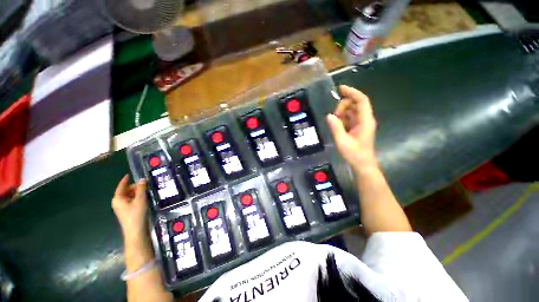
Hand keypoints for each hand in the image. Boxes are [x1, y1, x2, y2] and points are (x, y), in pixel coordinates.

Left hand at [112, 175, 148, 243]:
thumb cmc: (136, 214)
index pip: (121, 186)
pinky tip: (146, 198)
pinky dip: (138, 198)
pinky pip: (132, 201)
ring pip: (130, 196)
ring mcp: (122, 208)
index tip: (130, 174)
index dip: (126, 180)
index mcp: (118, 198)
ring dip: (138, 193)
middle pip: (126, 191)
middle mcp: (118, 202)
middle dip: (135, 187)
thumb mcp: (140, 199)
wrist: (136, 231)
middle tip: (146, 184)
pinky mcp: (128, 212)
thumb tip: (142, 179)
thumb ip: (141, 188)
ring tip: (148, 191)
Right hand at [327, 85, 377, 171]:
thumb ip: (336, 128)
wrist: (362, 164)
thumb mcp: (342, 142)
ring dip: (341, 113)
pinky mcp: (358, 127)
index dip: (352, 92)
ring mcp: (361, 123)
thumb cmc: (354, 154)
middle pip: (354, 104)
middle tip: (334, 117)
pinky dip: (342, 119)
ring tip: (335, 123)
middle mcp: (365, 119)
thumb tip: (329, 115)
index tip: (340, 89)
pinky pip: (349, 117)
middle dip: (343, 106)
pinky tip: (337, 126)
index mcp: (365, 121)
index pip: (361, 101)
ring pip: (351, 110)